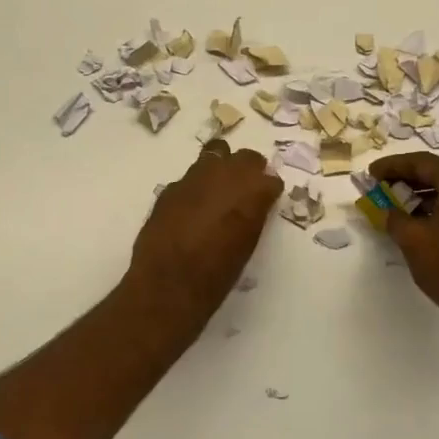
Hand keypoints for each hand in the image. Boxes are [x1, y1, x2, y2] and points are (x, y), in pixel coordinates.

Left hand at [130, 139, 282, 319]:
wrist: (168, 284)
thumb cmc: (217, 275)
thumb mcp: (247, 245)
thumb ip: (252, 216)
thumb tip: (252, 206)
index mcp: (252, 192)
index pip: (270, 178)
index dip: (269, 189)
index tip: (267, 199)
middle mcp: (225, 176)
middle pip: (246, 158)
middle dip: (250, 170)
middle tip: (247, 189)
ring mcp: (195, 178)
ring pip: (215, 154)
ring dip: (221, 168)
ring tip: (219, 189)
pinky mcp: (171, 188)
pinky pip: (190, 177)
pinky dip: (196, 186)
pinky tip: (192, 206)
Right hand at [370, 152, 438, 342]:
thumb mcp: (412, 240)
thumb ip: (393, 216)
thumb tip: (386, 210)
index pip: (423, 163)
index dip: (393, 166)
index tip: (372, 173)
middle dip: (409, 178)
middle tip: (383, 186)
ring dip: (425, 194)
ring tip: (398, 204)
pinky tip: (422, 219)